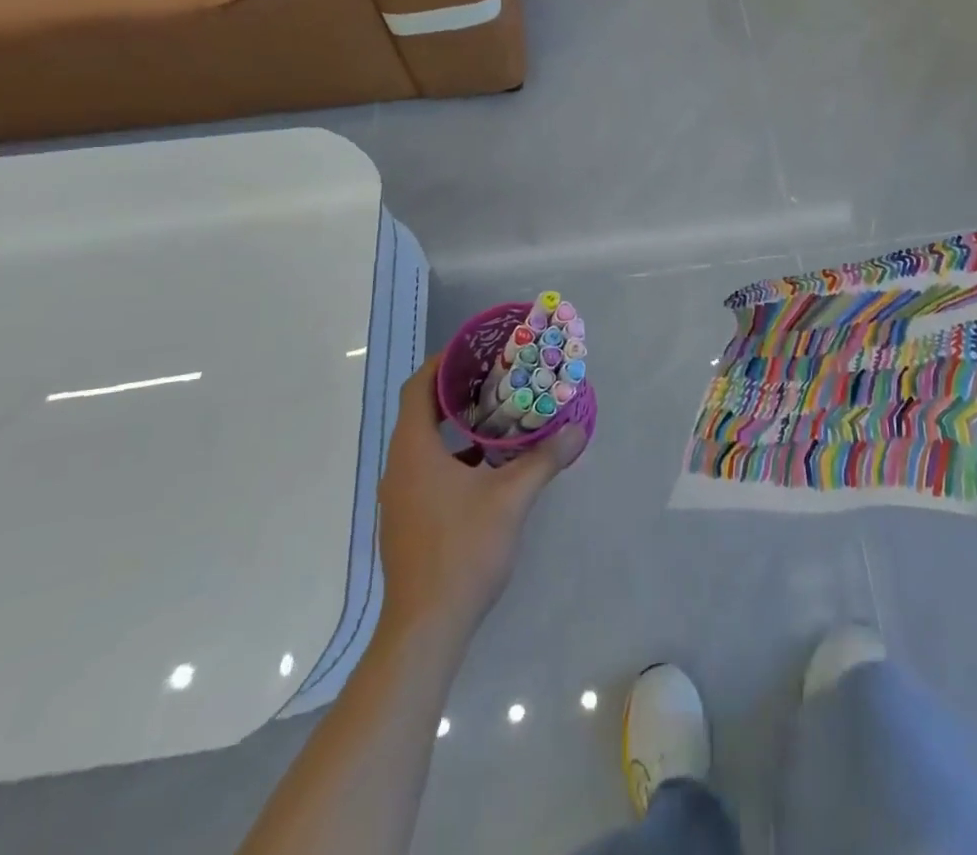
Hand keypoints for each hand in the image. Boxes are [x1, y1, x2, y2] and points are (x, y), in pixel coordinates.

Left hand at [375, 358, 585, 638]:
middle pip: (421, 412)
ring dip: (457, 425)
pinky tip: (490, 464)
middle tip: (497, 375)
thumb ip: (544, 459)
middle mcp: (399, 467)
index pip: (418, 388)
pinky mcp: (408, 518)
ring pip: (425, 443)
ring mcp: (400, 496)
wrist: (426, 628)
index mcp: (414, 451)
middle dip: (457, 390)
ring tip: (498, 412)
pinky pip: (428, 468)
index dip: (443, 363)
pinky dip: (454, 455)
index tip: (475, 349)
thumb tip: (577, 429)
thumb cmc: (463, 550)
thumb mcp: (511, 499)